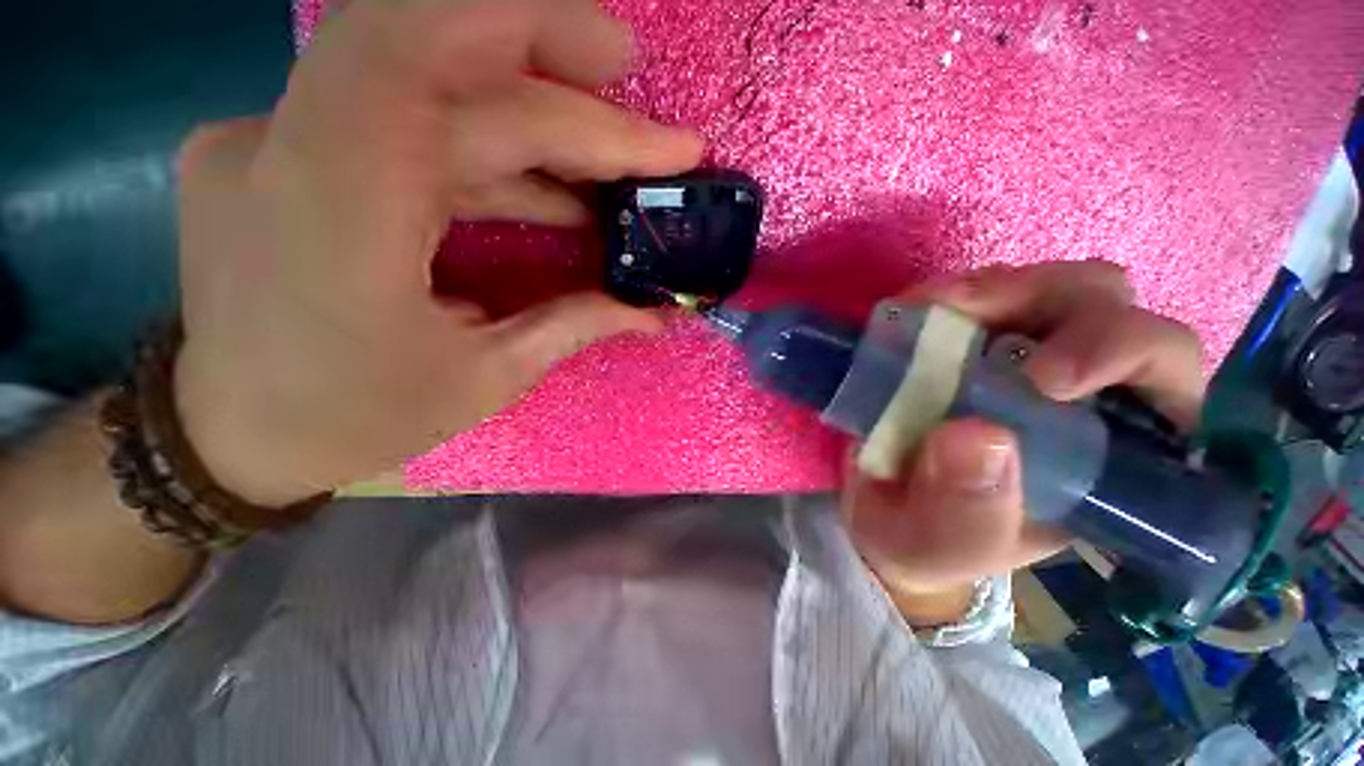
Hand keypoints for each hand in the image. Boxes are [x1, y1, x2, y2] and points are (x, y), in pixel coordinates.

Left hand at [173, 0, 702, 504]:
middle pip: (430, 37)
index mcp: (339, 212)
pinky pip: (401, 116)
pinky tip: (549, 185)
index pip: (469, 100)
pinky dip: (488, 141)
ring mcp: (273, 133)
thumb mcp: (483, 380)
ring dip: (526, 95)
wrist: (227, 434)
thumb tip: (650, 312)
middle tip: (627, 66)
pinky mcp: (281, 146)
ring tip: (606, 139)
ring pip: (417, 68)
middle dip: (546, 41)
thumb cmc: (351, 420)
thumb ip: (573, 325)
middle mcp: (289, 142)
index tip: (665, 142)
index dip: (583, 112)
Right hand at [842, 261, 1203, 625]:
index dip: (1122, 352)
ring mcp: (1017, 354)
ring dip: (990, 290)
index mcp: (1108, 449)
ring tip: (928, 311)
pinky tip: (909, 313)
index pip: (1163, 373)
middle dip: (1046, 300)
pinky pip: (972, 296)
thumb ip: (969, 513)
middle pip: (1104, 305)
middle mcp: (1078, 389)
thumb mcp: (946, 545)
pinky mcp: (964, 341)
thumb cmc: (930, 541)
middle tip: (967, 316)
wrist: (881, 513)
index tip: (1043, 380)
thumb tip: (976, 437)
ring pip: (1043, 287)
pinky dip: (942, 296)